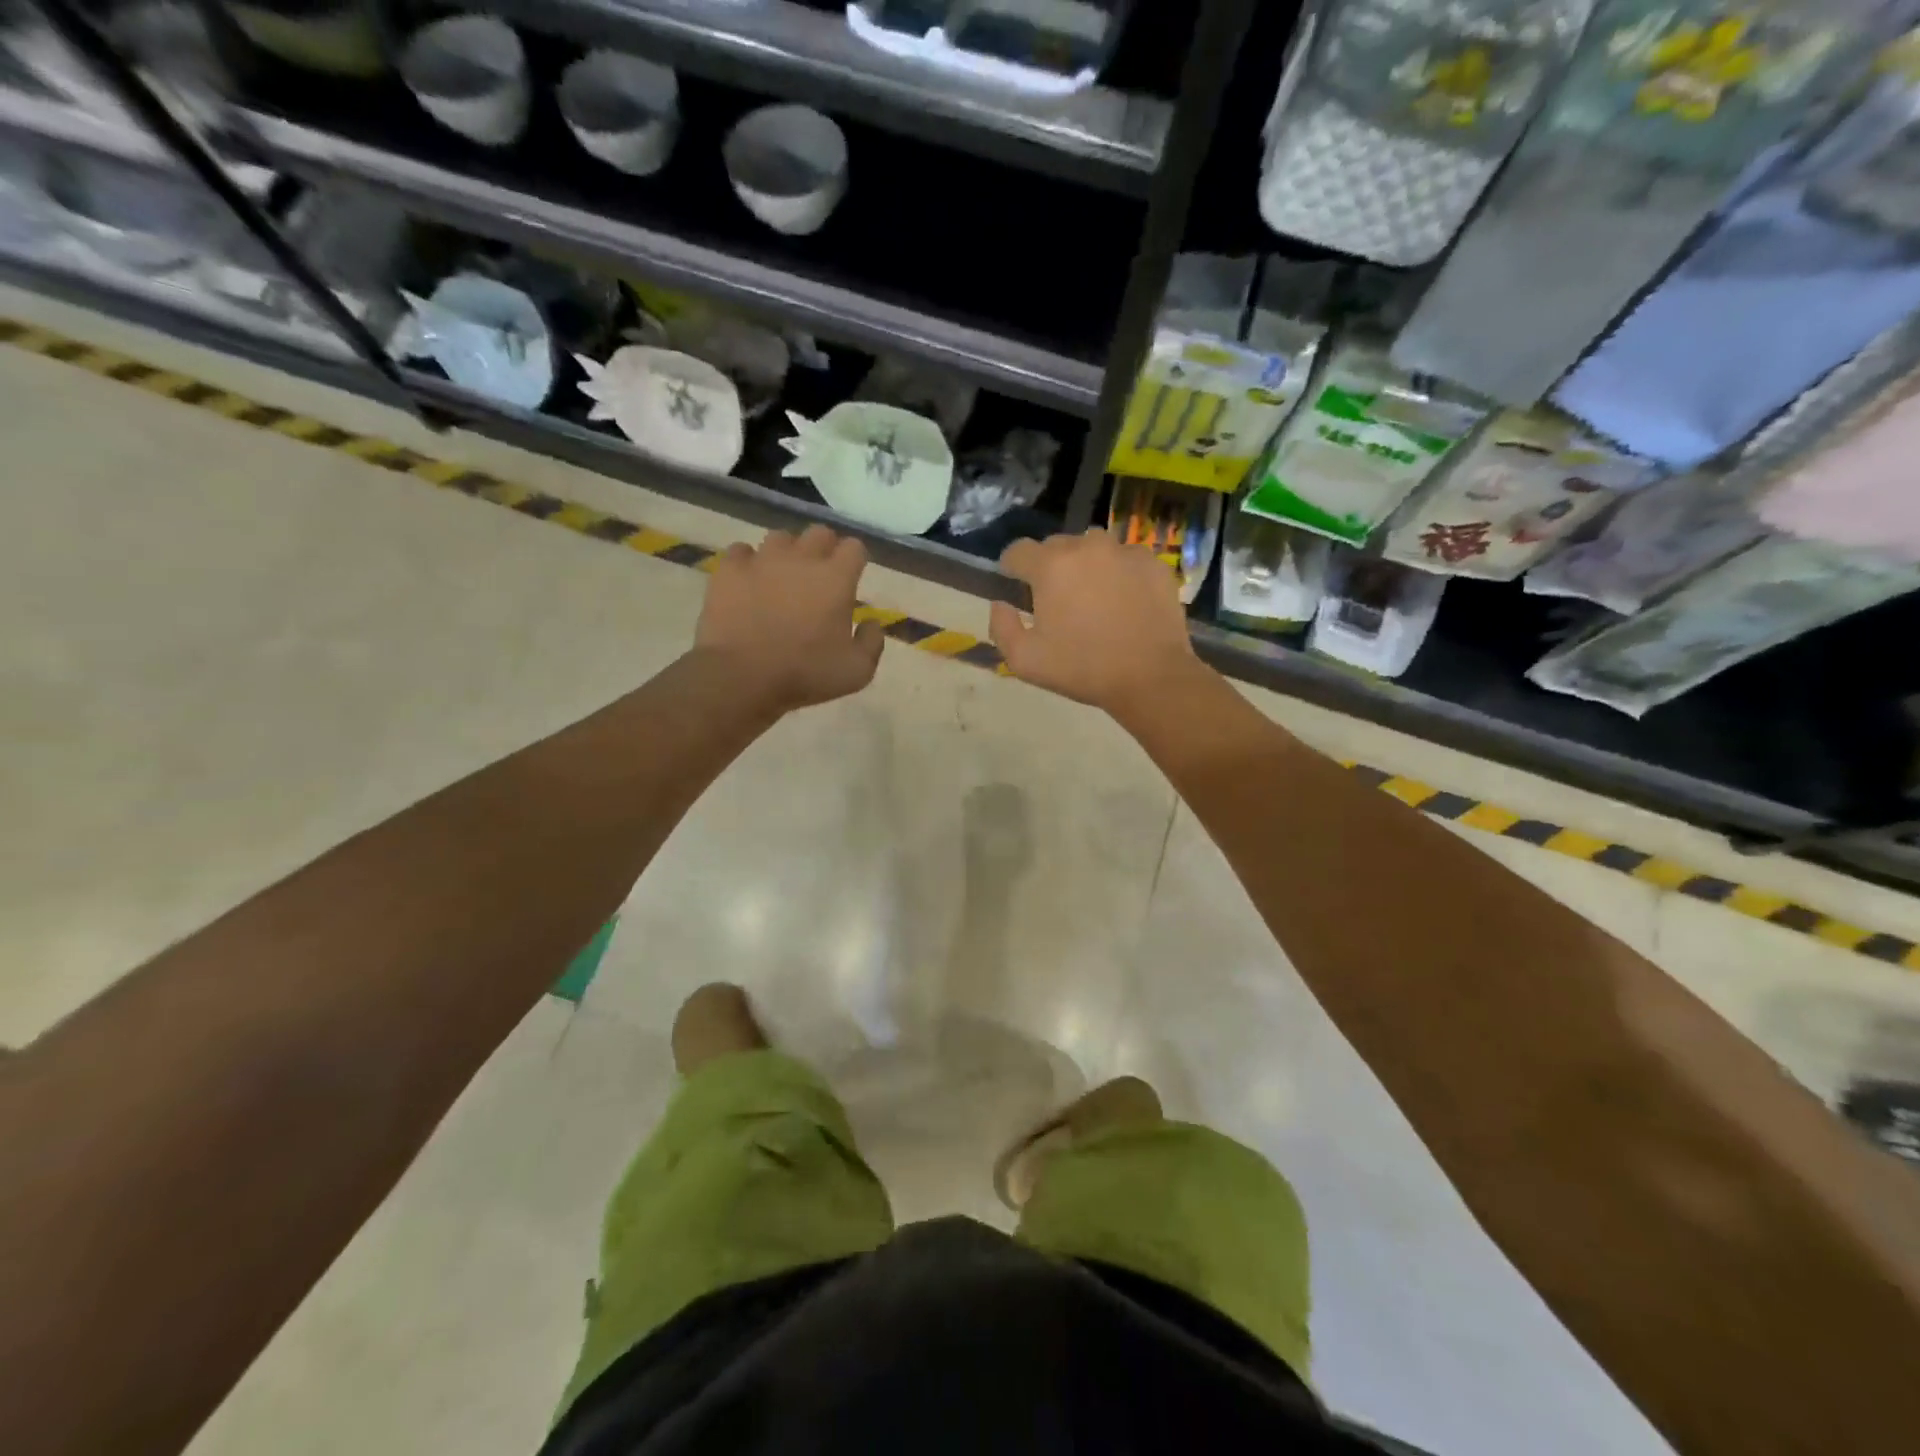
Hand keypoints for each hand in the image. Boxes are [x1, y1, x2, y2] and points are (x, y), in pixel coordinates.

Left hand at [695, 525, 883, 712]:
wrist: (743, 676)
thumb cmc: (805, 674)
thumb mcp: (857, 671)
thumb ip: (872, 642)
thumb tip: (871, 622)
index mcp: (836, 578)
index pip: (854, 547)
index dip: (855, 560)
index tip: (851, 577)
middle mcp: (802, 558)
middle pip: (819, 533)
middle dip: (824, 549)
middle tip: (819, 576)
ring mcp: (762, 559)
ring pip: (780, 538)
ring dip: (786, 553)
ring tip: (781, 577)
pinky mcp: (729, 569)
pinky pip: (741, 551)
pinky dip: (747, 563)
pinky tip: (748, 582)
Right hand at [989, 529, 1200, 714]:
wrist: (1150, 676)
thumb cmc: (1082, 669)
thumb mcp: (1024, 661)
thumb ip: (1001, 627)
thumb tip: (1000, 604)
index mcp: (1050, 566)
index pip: (1017, 551)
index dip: (1011, 568)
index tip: (1016, 587)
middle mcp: (1086, 546)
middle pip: (1056, 546)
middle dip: (1050, 567)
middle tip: (1057, 600)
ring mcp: (1124, 551)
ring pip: (1093, 548)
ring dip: (1085, 565)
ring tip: (1092, 596)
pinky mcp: (1153, 563)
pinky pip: (1125, 559)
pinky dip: (1118, 573)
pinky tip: (1123, 602)